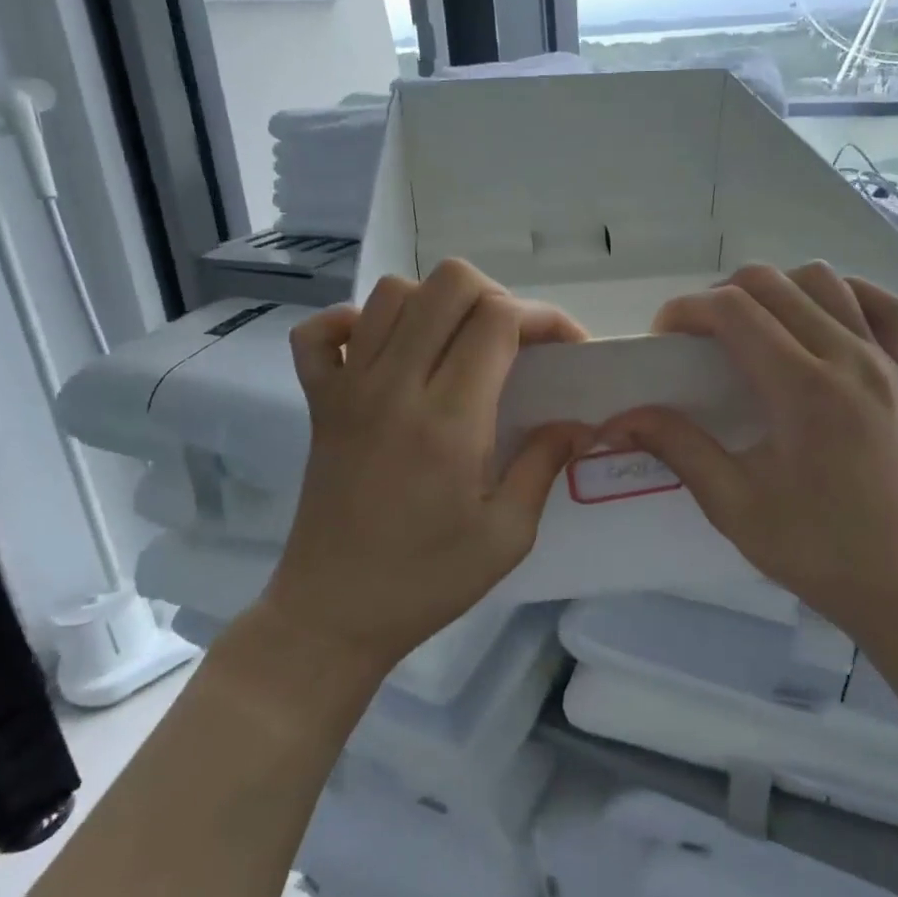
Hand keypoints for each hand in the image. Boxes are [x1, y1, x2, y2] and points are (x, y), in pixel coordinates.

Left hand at [256, 259, 591, 675]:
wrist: (333, 612)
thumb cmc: (427, 580)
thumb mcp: (507, 535)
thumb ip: (545, 464)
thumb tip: (580, 423)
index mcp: (449, 419)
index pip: (499, 318)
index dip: (545, 318)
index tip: (566, 349)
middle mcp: (395, 385)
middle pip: (448, 283)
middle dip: (497, 297)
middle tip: (515, 343)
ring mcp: (348, 387)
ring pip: (392, 293)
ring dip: (436, 304)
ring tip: (458, 345)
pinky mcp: (318, 401)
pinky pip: (320, 331)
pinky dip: (353, 322)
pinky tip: (381, 350)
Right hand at [600, 263, 897, 637]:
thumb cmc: (815, 548)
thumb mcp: (733, 506)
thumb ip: (678, 448)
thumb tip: (620, 418)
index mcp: (802, 389)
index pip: (733, 310)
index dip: (686, 310)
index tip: (662, 338)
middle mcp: (845, 357)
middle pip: (771, 282)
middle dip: (718, 296)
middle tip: (696, 340)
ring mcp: (879, 359)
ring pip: (821, 278)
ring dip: (774, 290)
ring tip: (749, 330)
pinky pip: (877, 303)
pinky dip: (840, 295)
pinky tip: (815, 320)